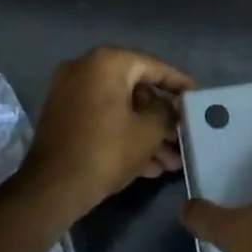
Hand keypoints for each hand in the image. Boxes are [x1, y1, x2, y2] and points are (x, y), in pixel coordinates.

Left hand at [18, 46, 193, 217]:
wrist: (51, 188)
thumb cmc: (106, 151)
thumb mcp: (149, 131)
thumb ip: (168, 112)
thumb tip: (172, 109)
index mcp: (106, 63)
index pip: (154, 67)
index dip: (180, 84)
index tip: (199, 98)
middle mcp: (85, 70)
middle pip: (136, 90)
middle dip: (163, 119)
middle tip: (184, 137)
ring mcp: (70, 94)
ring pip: (120, 109)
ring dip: (146, 133)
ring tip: (172, 162)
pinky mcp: (64, 118)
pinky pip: (103, 120)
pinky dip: (124, 136)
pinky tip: (150, 166)